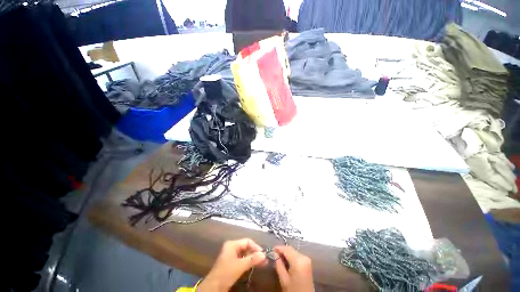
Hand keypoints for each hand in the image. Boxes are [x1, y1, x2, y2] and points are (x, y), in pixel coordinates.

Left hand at [198, 238, 266, 291]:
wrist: (213, 287)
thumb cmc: (226, 273)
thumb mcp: (240, 266)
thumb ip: (252, 259)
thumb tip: (264, 254)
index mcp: (232, 244)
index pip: (247, 241)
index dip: (256, 247)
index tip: (263, 254)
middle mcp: (231, 247)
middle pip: (246, 247)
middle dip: (255, 253)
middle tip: (264, 260)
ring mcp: (231, 254)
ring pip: (244, 253)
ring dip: (252, 258)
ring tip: (261, 263)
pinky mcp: (231, 262)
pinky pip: (242, 259)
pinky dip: (248, 262)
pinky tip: (253, 266)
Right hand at [274, 245, 313, 291]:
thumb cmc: (293, 290)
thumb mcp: (284, 279)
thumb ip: (279, 264)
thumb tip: (275, 253)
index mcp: (298, 260)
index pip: (286, 249)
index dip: (278, 248)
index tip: (271, 249)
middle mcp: (304, 257)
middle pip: (291, 249)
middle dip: (282, 250)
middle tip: (274, 254)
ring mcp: (307, 259)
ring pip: (294, 252)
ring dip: (286, 253)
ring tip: (279, 257)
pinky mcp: (308, 263)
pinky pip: (297, 255)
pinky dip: (291, 256)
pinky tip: (286, 261)